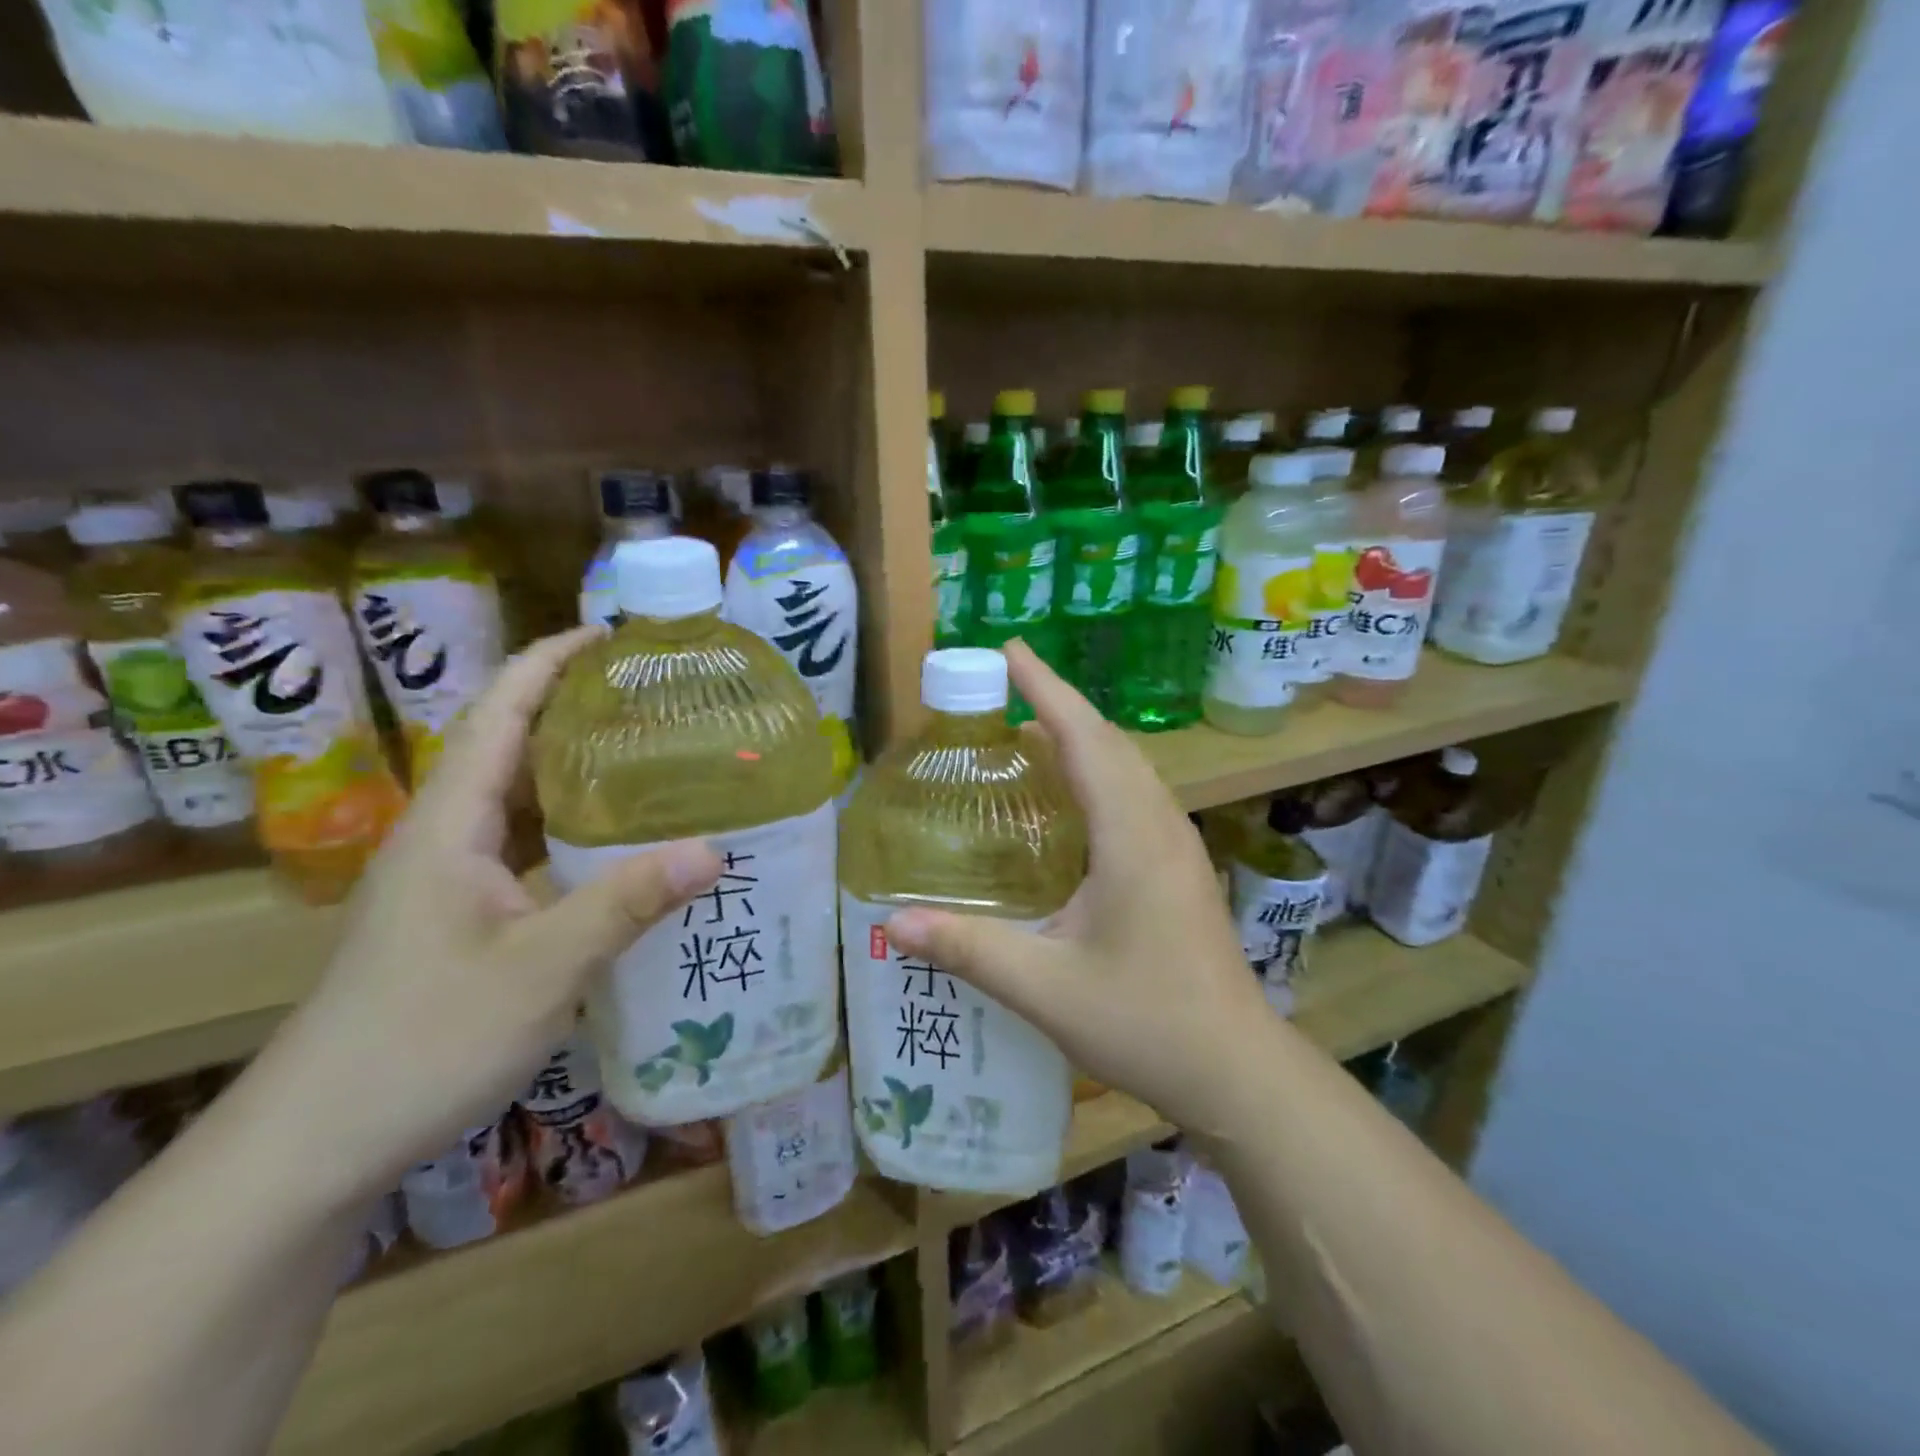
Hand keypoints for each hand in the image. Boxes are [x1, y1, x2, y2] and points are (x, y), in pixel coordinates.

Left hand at [250, 628, 721, 1206]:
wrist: (318, 1143)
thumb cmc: (421, 1040)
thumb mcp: (540, 968)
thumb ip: (625, 903)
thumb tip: (715, 849)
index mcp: (449, 824)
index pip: (499, 713)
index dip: (549, 662)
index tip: (611, 635)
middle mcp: (445, 837)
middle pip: (512, 747)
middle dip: (576, 709)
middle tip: (657, 698)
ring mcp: (451, 880)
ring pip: (520, 802)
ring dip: (578, 772)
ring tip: (653, 757)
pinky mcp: (462, 917)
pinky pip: (527, 849)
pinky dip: (574, 831)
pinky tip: (622, 848)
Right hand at [884, 642, 1281, 1136]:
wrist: (1235, 1069)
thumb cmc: (1145, 1022)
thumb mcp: (1045, 987)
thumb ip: (968, 949)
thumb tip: (892, 923)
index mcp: (1131, 836)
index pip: (1085, 738)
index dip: (1045, 689)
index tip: (1010, 651)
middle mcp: (1161, 825)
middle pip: (1109, 742)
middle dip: (1057, 706)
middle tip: (1001, 692)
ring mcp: (1178, 845)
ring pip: (1127, 768)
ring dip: (1081, 739)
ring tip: (1026, 737)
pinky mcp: (1180, 867)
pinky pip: (1135, 796)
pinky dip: (1098, 774)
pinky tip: (1069, 804)